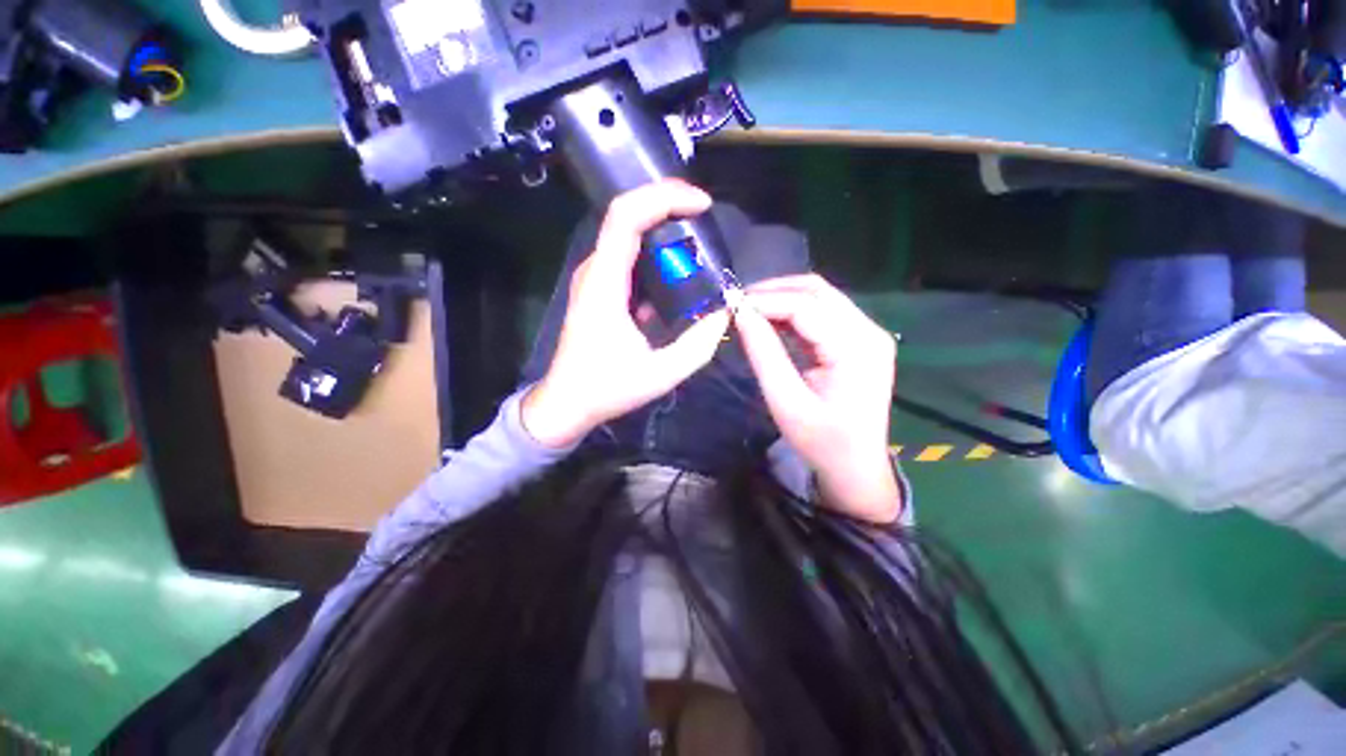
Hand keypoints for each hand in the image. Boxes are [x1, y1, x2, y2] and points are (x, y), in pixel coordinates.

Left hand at [522, 180, 731, 447]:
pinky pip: (628, 257)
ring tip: (698, 239)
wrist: (565, 403)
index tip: (701, 204)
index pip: (626, 217)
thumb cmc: (605, 389)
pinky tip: (678, 271)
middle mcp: (595, 271)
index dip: (663, 198)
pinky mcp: (599, 289)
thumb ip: (697, 345)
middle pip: (626, 216)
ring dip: (663, 227)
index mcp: (605, 284)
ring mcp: (595, 279)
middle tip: (704, 216)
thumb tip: (725, 313)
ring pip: (627, 234)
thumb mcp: (659, 374)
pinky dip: (655, 253)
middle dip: (667, 205)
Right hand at [733, 275, 902, 523]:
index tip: (731, 305)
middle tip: (738, 303)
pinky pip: (824, 313)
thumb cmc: (821, 442)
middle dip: (773, 291)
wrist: (856, 467)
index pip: (805, 306)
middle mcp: (869, 331)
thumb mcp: (785, 402)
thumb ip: (764, 354)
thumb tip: (740, 314)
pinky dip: (794, 312)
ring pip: (820, 297)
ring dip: (783, 298)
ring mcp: (868, 334)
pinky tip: (771, 322)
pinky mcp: (861, 340)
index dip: (765, 301)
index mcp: (856, 349)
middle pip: (817, 291)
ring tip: (749, 310)